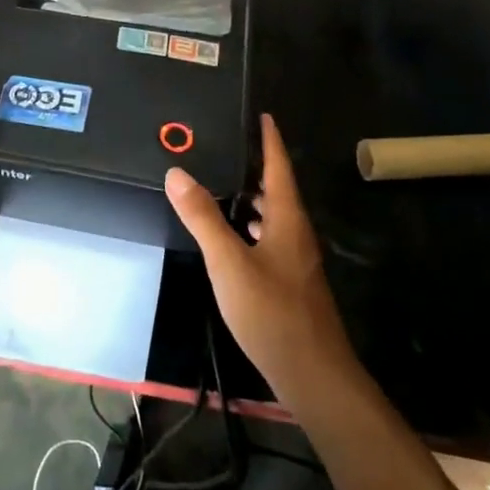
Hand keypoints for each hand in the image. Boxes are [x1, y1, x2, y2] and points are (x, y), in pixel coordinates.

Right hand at [165, 114, 354, 407]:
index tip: (261, 115)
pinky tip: (232, 235)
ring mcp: (295, 259)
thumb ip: (203, 217)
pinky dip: (251, 225)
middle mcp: (296, 233)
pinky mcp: (290, 281)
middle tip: (226, 146)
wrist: (313, 374)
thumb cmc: (272, 313)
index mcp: (288, 219)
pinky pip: (269, 237)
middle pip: (278, 189)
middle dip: (256, 166)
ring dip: (252, 197)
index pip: (279, 167)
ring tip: (222, 184)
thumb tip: (177, 172)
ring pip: (274, 216)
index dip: (269, 140)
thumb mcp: (229, 262)